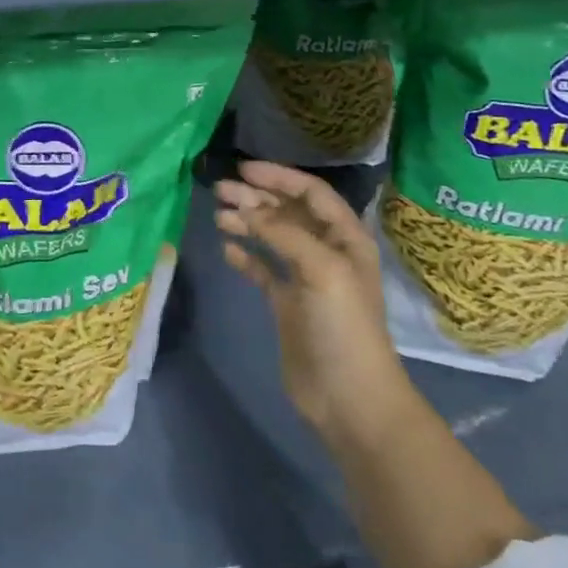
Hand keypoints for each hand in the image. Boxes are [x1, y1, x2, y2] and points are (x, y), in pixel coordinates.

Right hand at [214, 161, 411, 440]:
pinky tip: (227, 250)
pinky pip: (263, 270)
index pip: (311, 194)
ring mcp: (305, 279)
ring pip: (272, 238)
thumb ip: (283, 233)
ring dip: (246, 223)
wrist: (349, 397)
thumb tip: (246, 208)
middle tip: (219, 191)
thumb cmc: (343, 326)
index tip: (243, 170)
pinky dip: (245, 257)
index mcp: (346, 239)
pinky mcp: (287, 304)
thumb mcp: (321, 270)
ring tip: (218, 217)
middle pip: (288, 213)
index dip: (279, 177)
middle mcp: (326, 252)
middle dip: (256, 198)